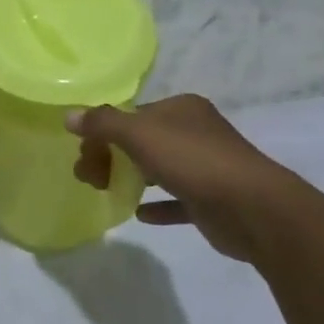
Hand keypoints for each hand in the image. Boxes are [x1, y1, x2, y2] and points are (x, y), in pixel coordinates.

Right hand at [67, 95, 288, 262]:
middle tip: (88, 178)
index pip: (132, 114)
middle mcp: (195, 132)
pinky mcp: (211, 200)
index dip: (103, 132)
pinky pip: (176, 200)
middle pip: (141, 141)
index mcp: (181, 109)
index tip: (83, 154)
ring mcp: (206, 166)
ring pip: (158, 168)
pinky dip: (157, 205)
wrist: (253, 209)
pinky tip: (139, 214)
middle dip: (111, 157)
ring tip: (104, 192)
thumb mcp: (140, 134)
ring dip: (130, 178)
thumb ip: (103, 123)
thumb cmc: (194, 161)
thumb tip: (69, 115)